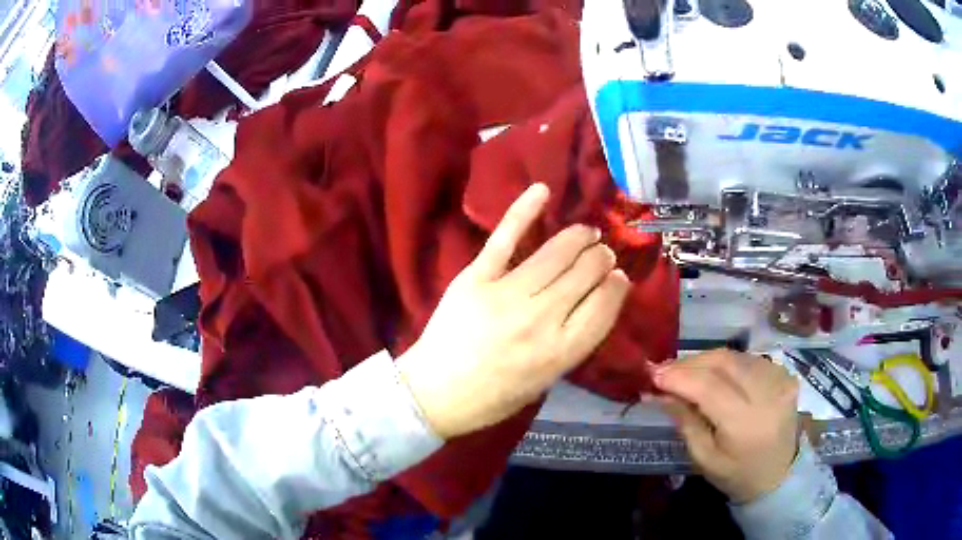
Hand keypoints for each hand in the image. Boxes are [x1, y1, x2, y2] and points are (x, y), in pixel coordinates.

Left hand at [398, 183, 630, 438]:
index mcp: (561, 352)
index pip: (605, 305)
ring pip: (557, 252)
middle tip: (601, 253)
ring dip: (579, 236)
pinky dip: (524, 211)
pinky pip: (505, 239)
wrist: (436, 393)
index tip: (617, 277)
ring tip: (586, 233)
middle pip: (586, 272)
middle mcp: (541, 320)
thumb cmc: (495, 395)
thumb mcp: (546, 380)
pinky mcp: (475, 278)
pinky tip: (543, 190)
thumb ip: (573, 342)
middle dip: (601, 258)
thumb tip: (595, 300)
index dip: (616, 285)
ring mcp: (506, 295)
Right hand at [653, 350, 799, 503]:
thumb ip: (684, 420)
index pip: (708, 386)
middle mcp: (767, 393)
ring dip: (706, 360)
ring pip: (735, 355)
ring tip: (685, 372)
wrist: (779, 475)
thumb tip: (658, 391)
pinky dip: (727, 364)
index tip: (652, 374)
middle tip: (664, 370)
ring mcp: (780, 379)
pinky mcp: (785, 374)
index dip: (678, 376)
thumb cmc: (737, 474)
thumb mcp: (704, 457)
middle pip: (723, 362)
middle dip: (689, 363)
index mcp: (746, 422)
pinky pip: (749, 359)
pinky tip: (715, 375)